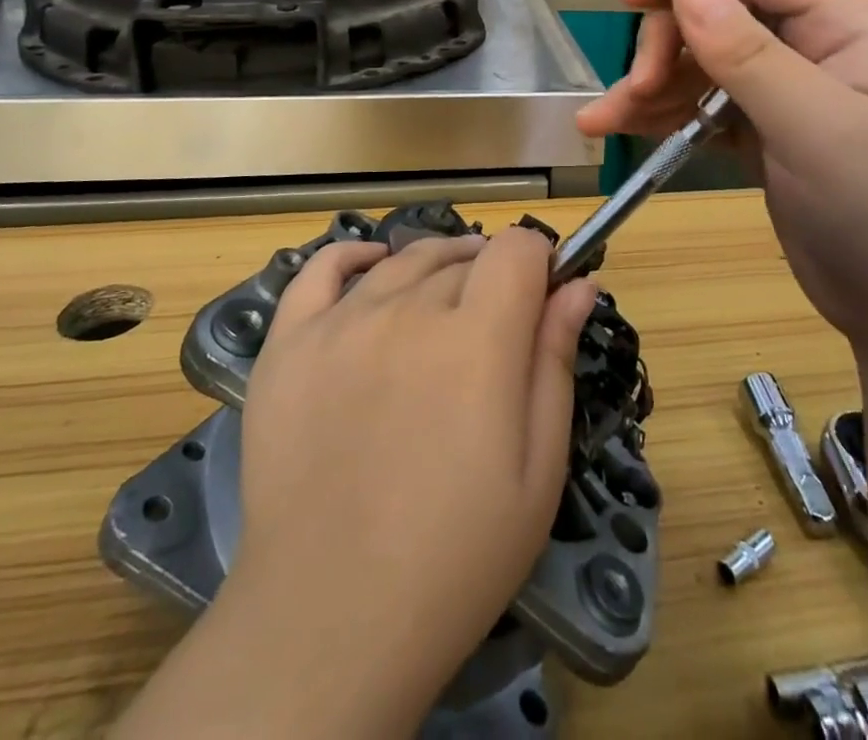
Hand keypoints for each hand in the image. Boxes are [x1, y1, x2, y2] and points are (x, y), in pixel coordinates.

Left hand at [230, 227, 596, 729]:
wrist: (332, 618)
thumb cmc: (456, 554)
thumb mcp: (537, 468)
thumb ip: (556, 361)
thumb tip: (579, 284)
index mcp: (477, 338)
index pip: (516, 249)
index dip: (539, 261)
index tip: (542, 295)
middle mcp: (407, 310)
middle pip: (463, 258)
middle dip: (491, 276)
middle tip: (495, 326)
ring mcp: (340, 322)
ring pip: (404, 260)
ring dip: (436, 266)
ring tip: (446, 299)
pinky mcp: (289, 343)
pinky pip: (320, 269)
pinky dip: (353, 256)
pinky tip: (373, 265)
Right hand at [578, 0, 867, 356]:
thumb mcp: (820, 132)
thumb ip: (749, 56)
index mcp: (844, 21)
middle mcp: (812, 43)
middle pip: (718, 5)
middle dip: (666, 38)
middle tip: (636, 86)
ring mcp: (785, 89)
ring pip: (701, 58)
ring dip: (649, 80)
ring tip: (605, 117)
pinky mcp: (763, 131)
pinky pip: (700, 104)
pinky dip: (659, 113)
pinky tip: (618, 127)